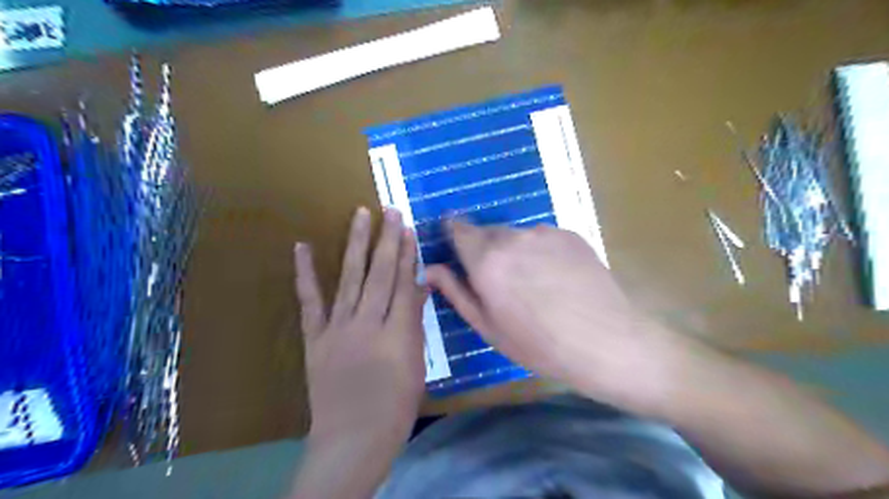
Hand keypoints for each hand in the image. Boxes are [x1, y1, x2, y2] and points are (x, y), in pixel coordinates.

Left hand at [294, 206, 427, 448]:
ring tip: (360, 215)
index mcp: (397, 332)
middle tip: (391, 211)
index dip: (407, 254)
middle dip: (387, 239)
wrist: (353, 436)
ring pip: (350, 277)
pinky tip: (303, 247)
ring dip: (356, 244)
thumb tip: (418, 286)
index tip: (409, 229)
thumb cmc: (395, 404)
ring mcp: (338, 328)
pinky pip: (310, 301)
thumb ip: (414, 322)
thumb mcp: (416, 363)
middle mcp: (367, 323)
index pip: (404, 283)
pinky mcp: (316, 337)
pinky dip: (306, 273)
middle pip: (380, 274)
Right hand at [430, 221, 692, 414]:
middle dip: (485, 249)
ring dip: (514, 251)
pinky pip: (543, 238)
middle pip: (487, 232)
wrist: (606, 342)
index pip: (457, 228)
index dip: (454, 234)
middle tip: (499, 280)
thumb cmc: (538, 344)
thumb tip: (429, 269)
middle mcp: (512, 237)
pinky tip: (557, 278)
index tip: (457, 247)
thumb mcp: (488, 326)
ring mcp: (544, 232)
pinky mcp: (570, 234)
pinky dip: (540, 252)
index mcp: (486, 259)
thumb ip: (455, 292)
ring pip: (516, 235)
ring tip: (533, 283)